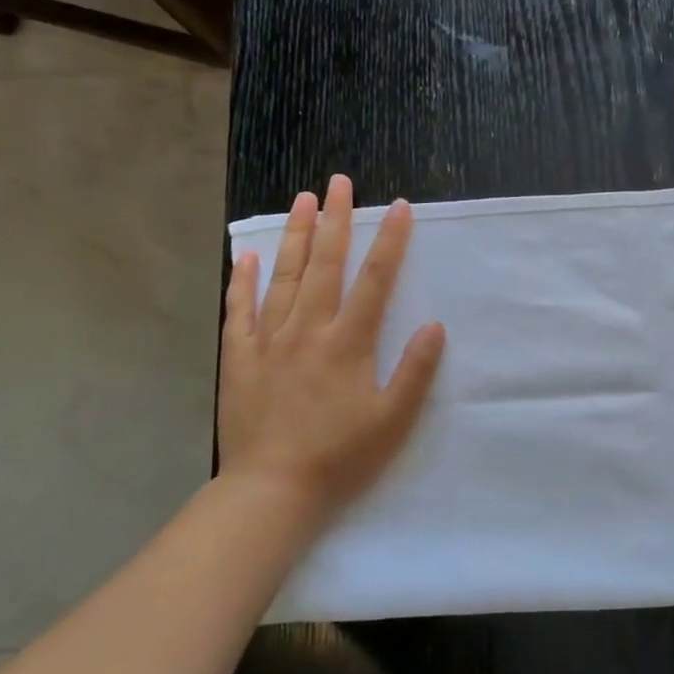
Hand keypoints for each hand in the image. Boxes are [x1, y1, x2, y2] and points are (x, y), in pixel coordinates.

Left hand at [217, 175, 445, 527]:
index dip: (390, 241)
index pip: (375, 280)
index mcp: (348, 343)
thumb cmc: (341, 457)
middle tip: (339, 182)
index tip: (400, 207)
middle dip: (336, 220)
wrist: (272, 491)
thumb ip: (415, 371)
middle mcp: (308, 330)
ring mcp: (269, 340)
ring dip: (295, 235)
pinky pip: (241, 309)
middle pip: (324, 264)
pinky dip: (244, 280)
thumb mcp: (393, 420)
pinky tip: (249, 254)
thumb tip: (434, 325)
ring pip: (284, 276)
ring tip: (302, 200)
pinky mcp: (239, 357)